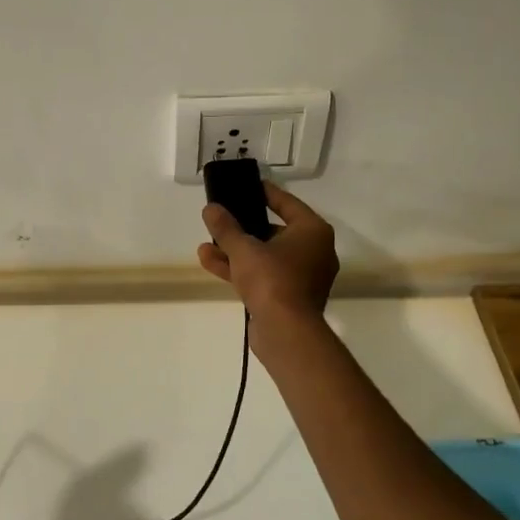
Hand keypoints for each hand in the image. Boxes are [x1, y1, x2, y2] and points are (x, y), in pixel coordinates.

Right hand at [197, 182, 339, 327]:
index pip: (287, 203)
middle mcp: (314, 251)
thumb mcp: (243, 248)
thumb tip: (211, 208)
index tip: (246, 186)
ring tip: (205, 244)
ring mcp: (303, 277)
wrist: (286, 333)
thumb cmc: (272, 279)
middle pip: (274, 231)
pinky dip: (241, 269)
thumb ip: (226, 227)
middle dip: (242, 228)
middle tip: (222, 218)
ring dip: (235, 251)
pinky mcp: (289, 297)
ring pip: (265, 256)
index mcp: (313, 232)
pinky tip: (210, 262)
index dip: (264, 193)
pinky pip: (264, 276)